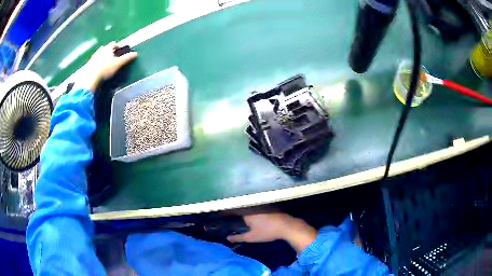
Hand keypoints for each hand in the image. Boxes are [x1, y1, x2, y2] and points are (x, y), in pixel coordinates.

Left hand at [79, 41, 137, 90]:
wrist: (90, 77)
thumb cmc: (105, 69)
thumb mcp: (118, 64)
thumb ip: (127, 58)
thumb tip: (136, 53)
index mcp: (108, 48)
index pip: (114, 44)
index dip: (117, 46)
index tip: (119, 50)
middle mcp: (100, 50)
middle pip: (105, 48)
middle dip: (109, 51)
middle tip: (112, 57)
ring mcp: (93, 57)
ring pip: (99, 54)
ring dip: (102, 57)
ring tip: (105, 63)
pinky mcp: (88, 65)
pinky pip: (94, 62)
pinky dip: (96, 64)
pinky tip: (98, 69)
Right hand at [227, 212, 316, 252]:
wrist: (287, 226)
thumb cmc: (267, 232)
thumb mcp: (251, 237)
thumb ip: (238, 238)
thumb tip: (227, 238)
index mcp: (247, 213)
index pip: (235, 211)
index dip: (230, 214)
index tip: (225, 217)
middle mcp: (253, 206)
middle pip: (243, 209)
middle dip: (239, 213)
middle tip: (235, 219)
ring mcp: (262, 205)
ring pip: (251, 208)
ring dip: (248, 211)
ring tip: (245, 218)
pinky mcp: (270, 206)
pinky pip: (259, 208)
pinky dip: (257, 211)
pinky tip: (258, 217)